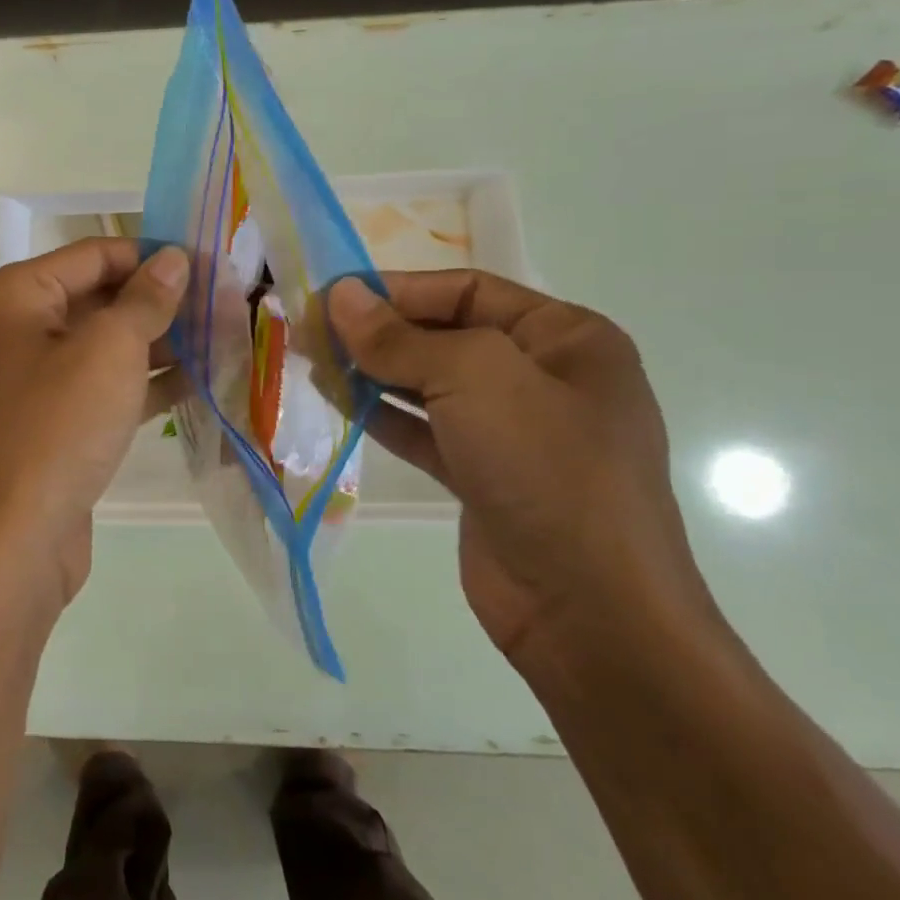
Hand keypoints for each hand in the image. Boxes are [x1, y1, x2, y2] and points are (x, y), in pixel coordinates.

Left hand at [0, 238, 188, 607]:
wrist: (13, 539)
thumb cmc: (57, 427)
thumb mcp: (109, 351)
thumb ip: (145, 299)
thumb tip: (172, 258)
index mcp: (15, 296)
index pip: (94, 254)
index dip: (152, 256)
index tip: (210, 263)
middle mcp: (17, 329)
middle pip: (100, 298)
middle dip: (161, 302)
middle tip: (227, 303)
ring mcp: (33, 379)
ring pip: (106, 346)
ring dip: (161, 343)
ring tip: (225, 337)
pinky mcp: (54, 422)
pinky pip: (104, 387)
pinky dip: (145, 382)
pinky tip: (200, 381)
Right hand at [327, 271, 711, 664]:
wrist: (589, 610)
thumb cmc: (544, 468)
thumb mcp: (474, 379)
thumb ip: (400, 337)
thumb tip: (340, 295)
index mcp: (566, 337)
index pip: (467, 290)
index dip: (396, 288)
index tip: (330, 296)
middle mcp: (544, 377)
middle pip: (446, 335)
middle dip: (379, 331)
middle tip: (310, 331)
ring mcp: (515, 432)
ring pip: (431, 384)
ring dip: (374, 372)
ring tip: (314, 363)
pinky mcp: (485, 477)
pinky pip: (427, 430)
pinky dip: (384, 415)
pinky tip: (339, 403)